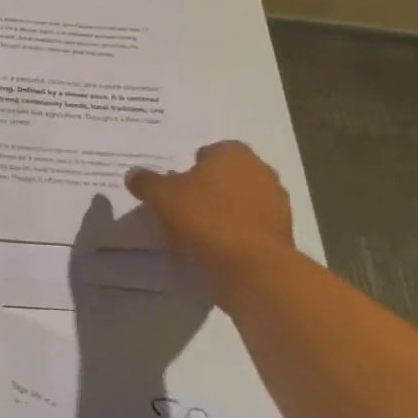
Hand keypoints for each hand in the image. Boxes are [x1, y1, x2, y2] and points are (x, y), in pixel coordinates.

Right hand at [126, 141, 294, 278]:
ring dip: (224, 210)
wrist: (252, 266)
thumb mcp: (161, 196)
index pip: (211, 151)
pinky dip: (236, 231)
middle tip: (183, 205)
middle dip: (209, 187)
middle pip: (228, 175)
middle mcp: (261, 171)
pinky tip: (216, 246)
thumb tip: (133, 174)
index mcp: (234, 154)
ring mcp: (277, 203)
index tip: (176, 184)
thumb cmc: (205, 218)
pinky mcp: (283, 232)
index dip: (191, 166)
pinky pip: (251, 225)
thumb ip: (146, 182)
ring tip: (197, 230)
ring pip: (241, 200)